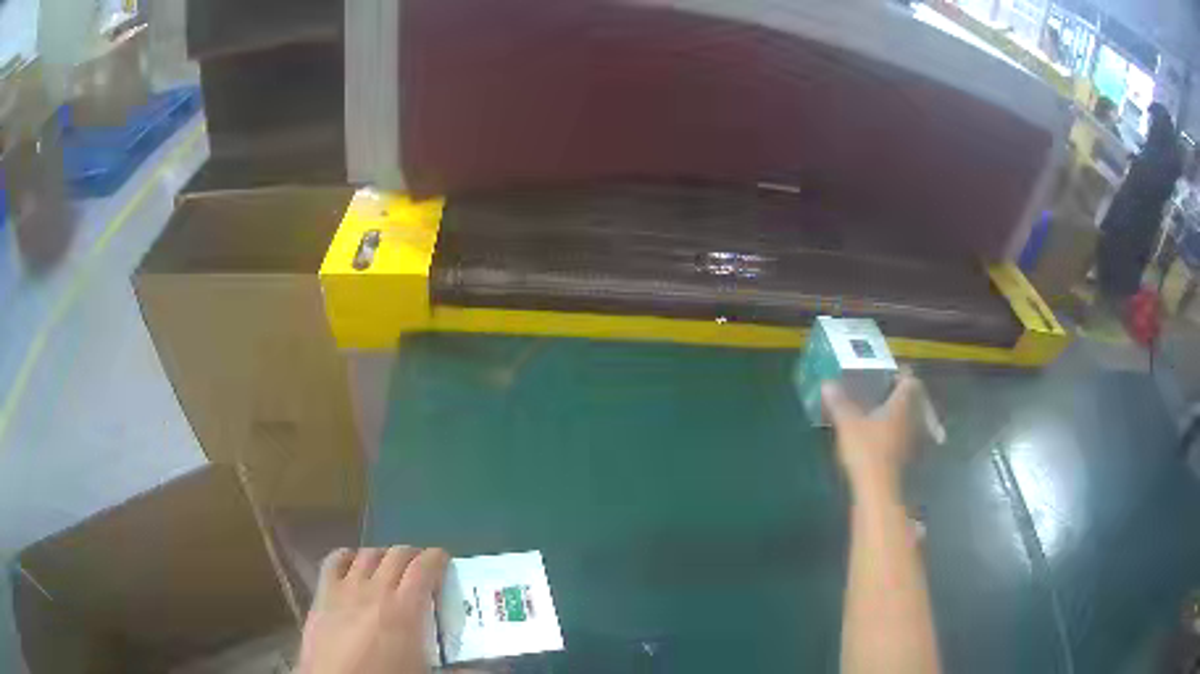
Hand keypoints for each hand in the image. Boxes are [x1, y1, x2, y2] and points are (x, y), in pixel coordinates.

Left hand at [298, 546, 448, 673]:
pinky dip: (348, 557)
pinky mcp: (322, 595)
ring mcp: (345, 589)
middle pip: (397, 554)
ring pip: (367, 553)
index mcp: (405, 610)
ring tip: (390, 568)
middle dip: (413, 555)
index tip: (445, 563)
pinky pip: (334, 561)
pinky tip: (354, 566)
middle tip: (422, 568)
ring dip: (383, 555)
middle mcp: (375, 590)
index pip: (424, 567)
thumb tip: (495, 668)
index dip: (437, 558)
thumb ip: (462, 669)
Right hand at [822, 373, 920, 498]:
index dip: (901, 375)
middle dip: (902, 396)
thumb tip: (827, 383)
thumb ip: (839, 403)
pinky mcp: (909, 459)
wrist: (878, 490)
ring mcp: (914, 440)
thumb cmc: (866, 450)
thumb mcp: (847, 424)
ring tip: (884, 416)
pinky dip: (900, 436)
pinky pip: (908, 439)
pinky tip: (886, 441)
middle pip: (915, 400)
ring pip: (913, 421)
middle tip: (885, 395)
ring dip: (903, 417)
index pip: (910, 381)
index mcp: (902, 404)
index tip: (889, 374)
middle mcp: (914, 419)